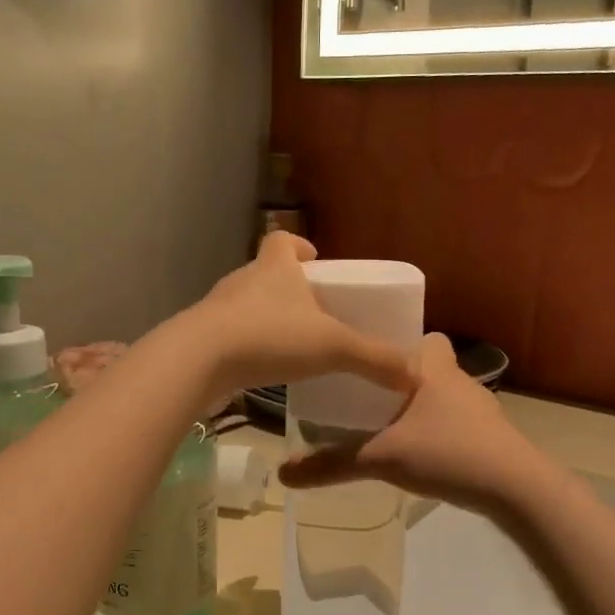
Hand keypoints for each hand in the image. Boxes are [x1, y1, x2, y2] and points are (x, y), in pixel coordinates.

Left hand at [183, 234, 416, 402]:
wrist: (199, 360)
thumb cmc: (270, 336)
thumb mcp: (332, 346)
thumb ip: (374, 359)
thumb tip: (415, 375)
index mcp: (275, 268)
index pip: (283, 240)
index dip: (300, 246)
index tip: (314, 259)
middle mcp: (244, 280)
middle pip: (266, 272)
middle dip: (287, 286)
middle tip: (311, 310)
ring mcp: (218, 308)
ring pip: (247, 304)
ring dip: (266, 317)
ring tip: (289, 342)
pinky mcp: (202, 336)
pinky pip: (230, 333)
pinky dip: (247, 344)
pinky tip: (262, 367)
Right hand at [279, 334, 544, 513]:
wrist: (516, 488)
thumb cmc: (448, 452)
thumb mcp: (382, 458)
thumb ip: (333, 464)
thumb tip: (284, 474)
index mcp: (435, 370)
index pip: (426, 337)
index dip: (403, 343)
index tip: (373, 358)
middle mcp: (460, 382)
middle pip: (431, 368)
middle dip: (404, 379)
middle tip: (369, 396)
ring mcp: (481, 411)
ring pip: (445, 398)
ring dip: (422, 408)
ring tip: (389, 428)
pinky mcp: (492, 438)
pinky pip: (457, 424)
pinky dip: (439, 433)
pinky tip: (421, 455)